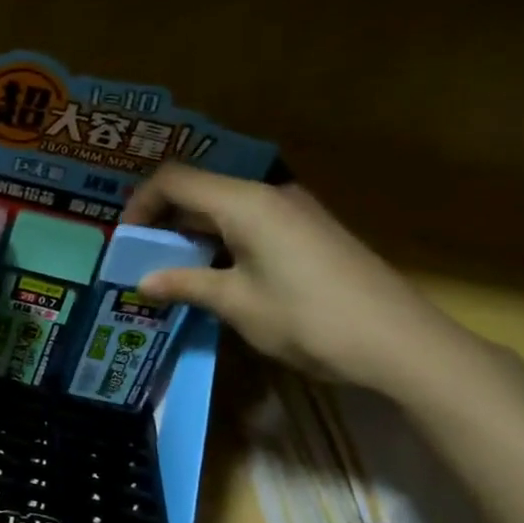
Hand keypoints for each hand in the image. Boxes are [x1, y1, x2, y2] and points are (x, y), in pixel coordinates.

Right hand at [121, 165, 476, 397]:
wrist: (400, 342)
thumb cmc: (307, 318)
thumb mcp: (236, 303)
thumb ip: (186, 284)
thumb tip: (144, 281)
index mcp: (245, 203)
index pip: (175, 180)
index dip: (141, 203)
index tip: (124, 240)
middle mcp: (269, 196)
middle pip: (200, 191)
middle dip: (164, 220)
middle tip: (139, 258)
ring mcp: (294, 213)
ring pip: (225, 209)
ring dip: (192, 234)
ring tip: (170, 271)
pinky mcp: (309, 233)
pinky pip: (250, 224)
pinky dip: (221, 242)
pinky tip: (215, 276)